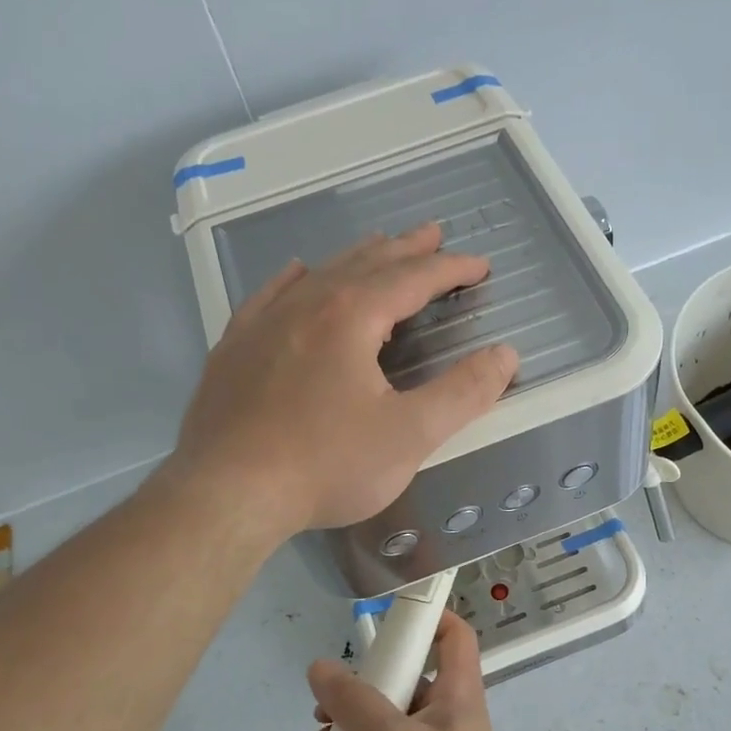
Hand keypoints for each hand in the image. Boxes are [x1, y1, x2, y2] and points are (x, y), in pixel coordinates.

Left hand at [171, 223, 518, 534]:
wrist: (225, 494)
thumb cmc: (324, 466)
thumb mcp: (410, 435)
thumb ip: (463, 393)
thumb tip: (505, 355)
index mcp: (350, 317)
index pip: (412, 279)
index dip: (451, 269)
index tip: (479, 266)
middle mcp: (305, 305)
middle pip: (366, 264)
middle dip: (406, 250)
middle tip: (434, 236)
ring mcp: (262, 324)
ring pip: (319, 274)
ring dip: (357, 258)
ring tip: (381, 248)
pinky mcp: (233, 349)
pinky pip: (269, 296)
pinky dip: (295, 279)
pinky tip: (297, 273)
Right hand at [293, 611, 524, 730]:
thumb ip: (353, 702)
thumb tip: (319, 668)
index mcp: (454, 693)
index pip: (453, 637)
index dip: (430, 617)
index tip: (388, 615)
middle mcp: (439, 718)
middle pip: (397, 683)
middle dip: (354, 693)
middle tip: (322, 709)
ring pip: (374, 729)